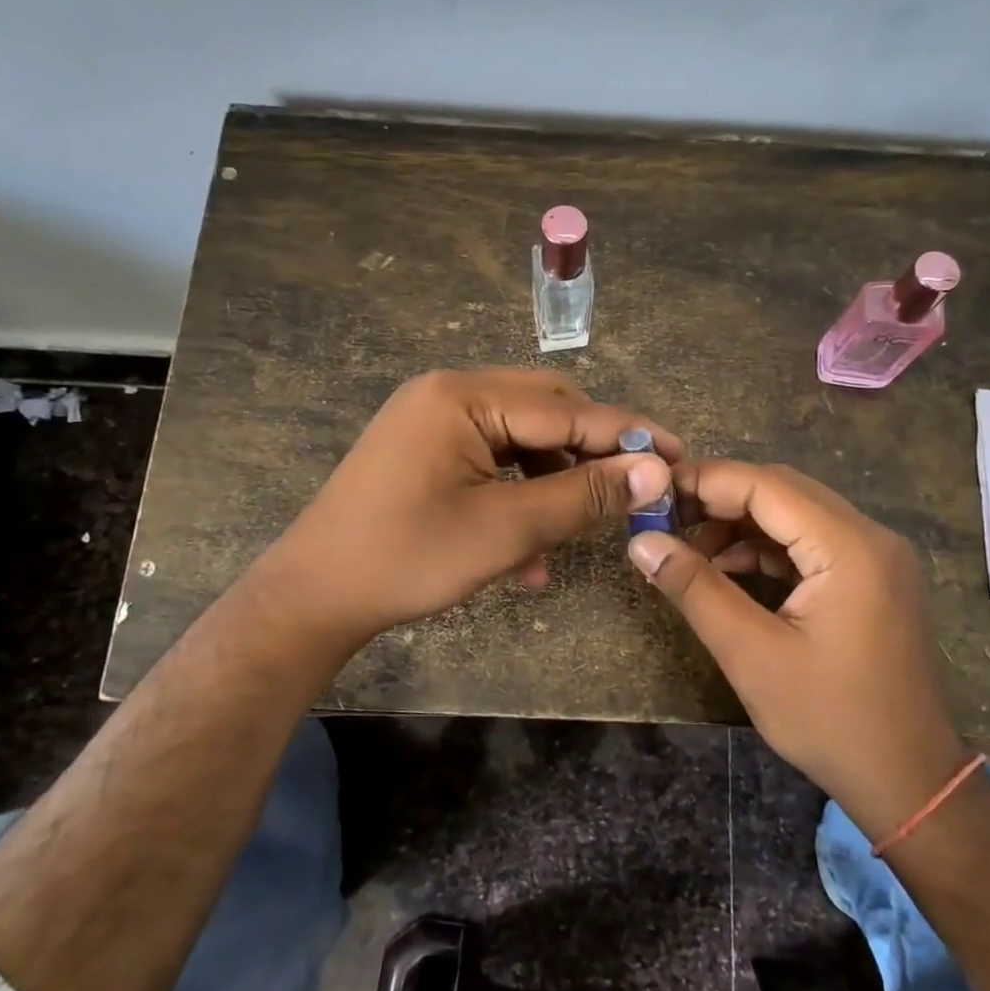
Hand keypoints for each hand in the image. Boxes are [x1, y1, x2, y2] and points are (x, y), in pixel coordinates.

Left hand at [259, 368, 678, 657]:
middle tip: (634, 491)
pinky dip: (517, 496)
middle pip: (544, 413)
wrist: (313, 597)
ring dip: (554, 484)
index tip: (676, 455)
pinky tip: (529, 555)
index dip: (626, 435)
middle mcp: (448, 393)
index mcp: (463, 396)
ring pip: (520, 441)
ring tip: (577, 533)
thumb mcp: (506, 530)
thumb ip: (584, 496)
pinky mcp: (426, 451)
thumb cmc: (408, 558)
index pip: (566, 409)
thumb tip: (653, 473)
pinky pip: (490, 462)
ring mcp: (433, 421)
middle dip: (589, 455)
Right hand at [625, 460, 967, 841]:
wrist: (910, 781)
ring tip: (690, 549)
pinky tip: (729, 569)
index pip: (766, 485)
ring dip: (741, 523)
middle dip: (720, 499)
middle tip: (666, 518)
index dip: (705, 481)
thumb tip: (641, 542)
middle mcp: (870, 537)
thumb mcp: (751, 655)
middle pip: (783, 491)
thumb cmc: (830, 721)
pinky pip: (811, 542)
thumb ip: (695, 589)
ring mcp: (877, 557)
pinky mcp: (872, 578)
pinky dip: (767, 547)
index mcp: (849, 548)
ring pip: (796, 514)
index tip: (653, 493)